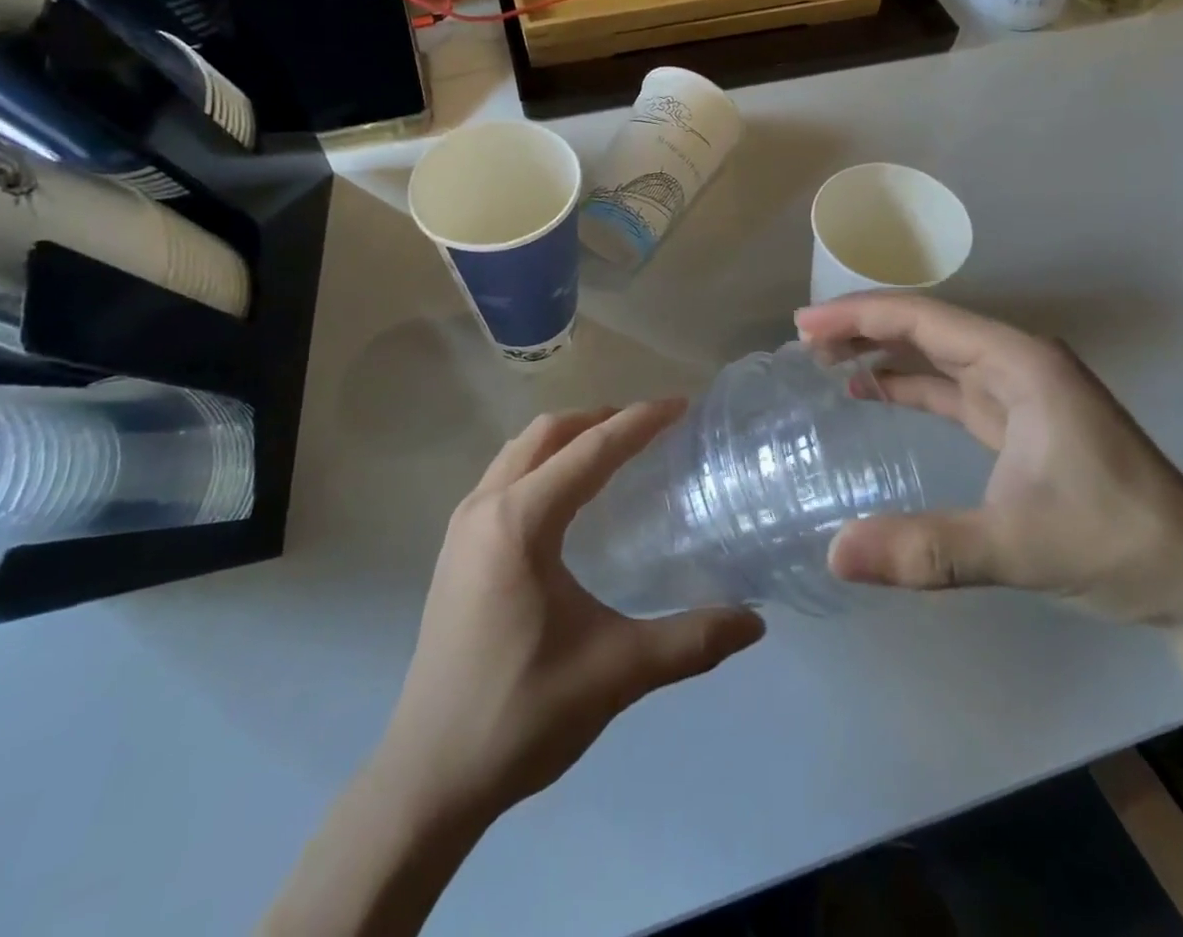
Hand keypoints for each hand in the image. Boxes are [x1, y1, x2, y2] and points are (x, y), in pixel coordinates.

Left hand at [378, 404, 764, 826]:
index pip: (590, 450)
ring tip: (613, 450)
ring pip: (519, 451)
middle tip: (650, 426)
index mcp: (520, 521)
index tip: (680, 405)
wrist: (428, 777)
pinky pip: (503, 477)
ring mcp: (462, 527)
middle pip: (548, 434)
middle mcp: (485, 507)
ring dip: (567, 438)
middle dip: (601, 419)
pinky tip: (566, 497)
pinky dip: (541, 463)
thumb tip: (754, 623)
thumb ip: (690, 642)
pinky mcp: (455, 550)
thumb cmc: (521, 713)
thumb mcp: (616, 673)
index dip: (639, 422)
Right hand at [794, 295, 1182, 627]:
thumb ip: (928, 550)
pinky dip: (907, 385)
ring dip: (882, 351)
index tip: (803, 325)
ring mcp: (1021, 391)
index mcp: (1020, 364)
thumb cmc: (1118, 542)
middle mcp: (1018, 363)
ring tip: (824, 359)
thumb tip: (836, 555)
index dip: (859, 316)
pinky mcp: (1020, 421)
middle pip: (926, 327)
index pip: (924, 320)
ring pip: (936, 354)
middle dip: (863, 327)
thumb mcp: (1019, 546)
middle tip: (803, 341)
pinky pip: (950, 388)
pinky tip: (872, 392)